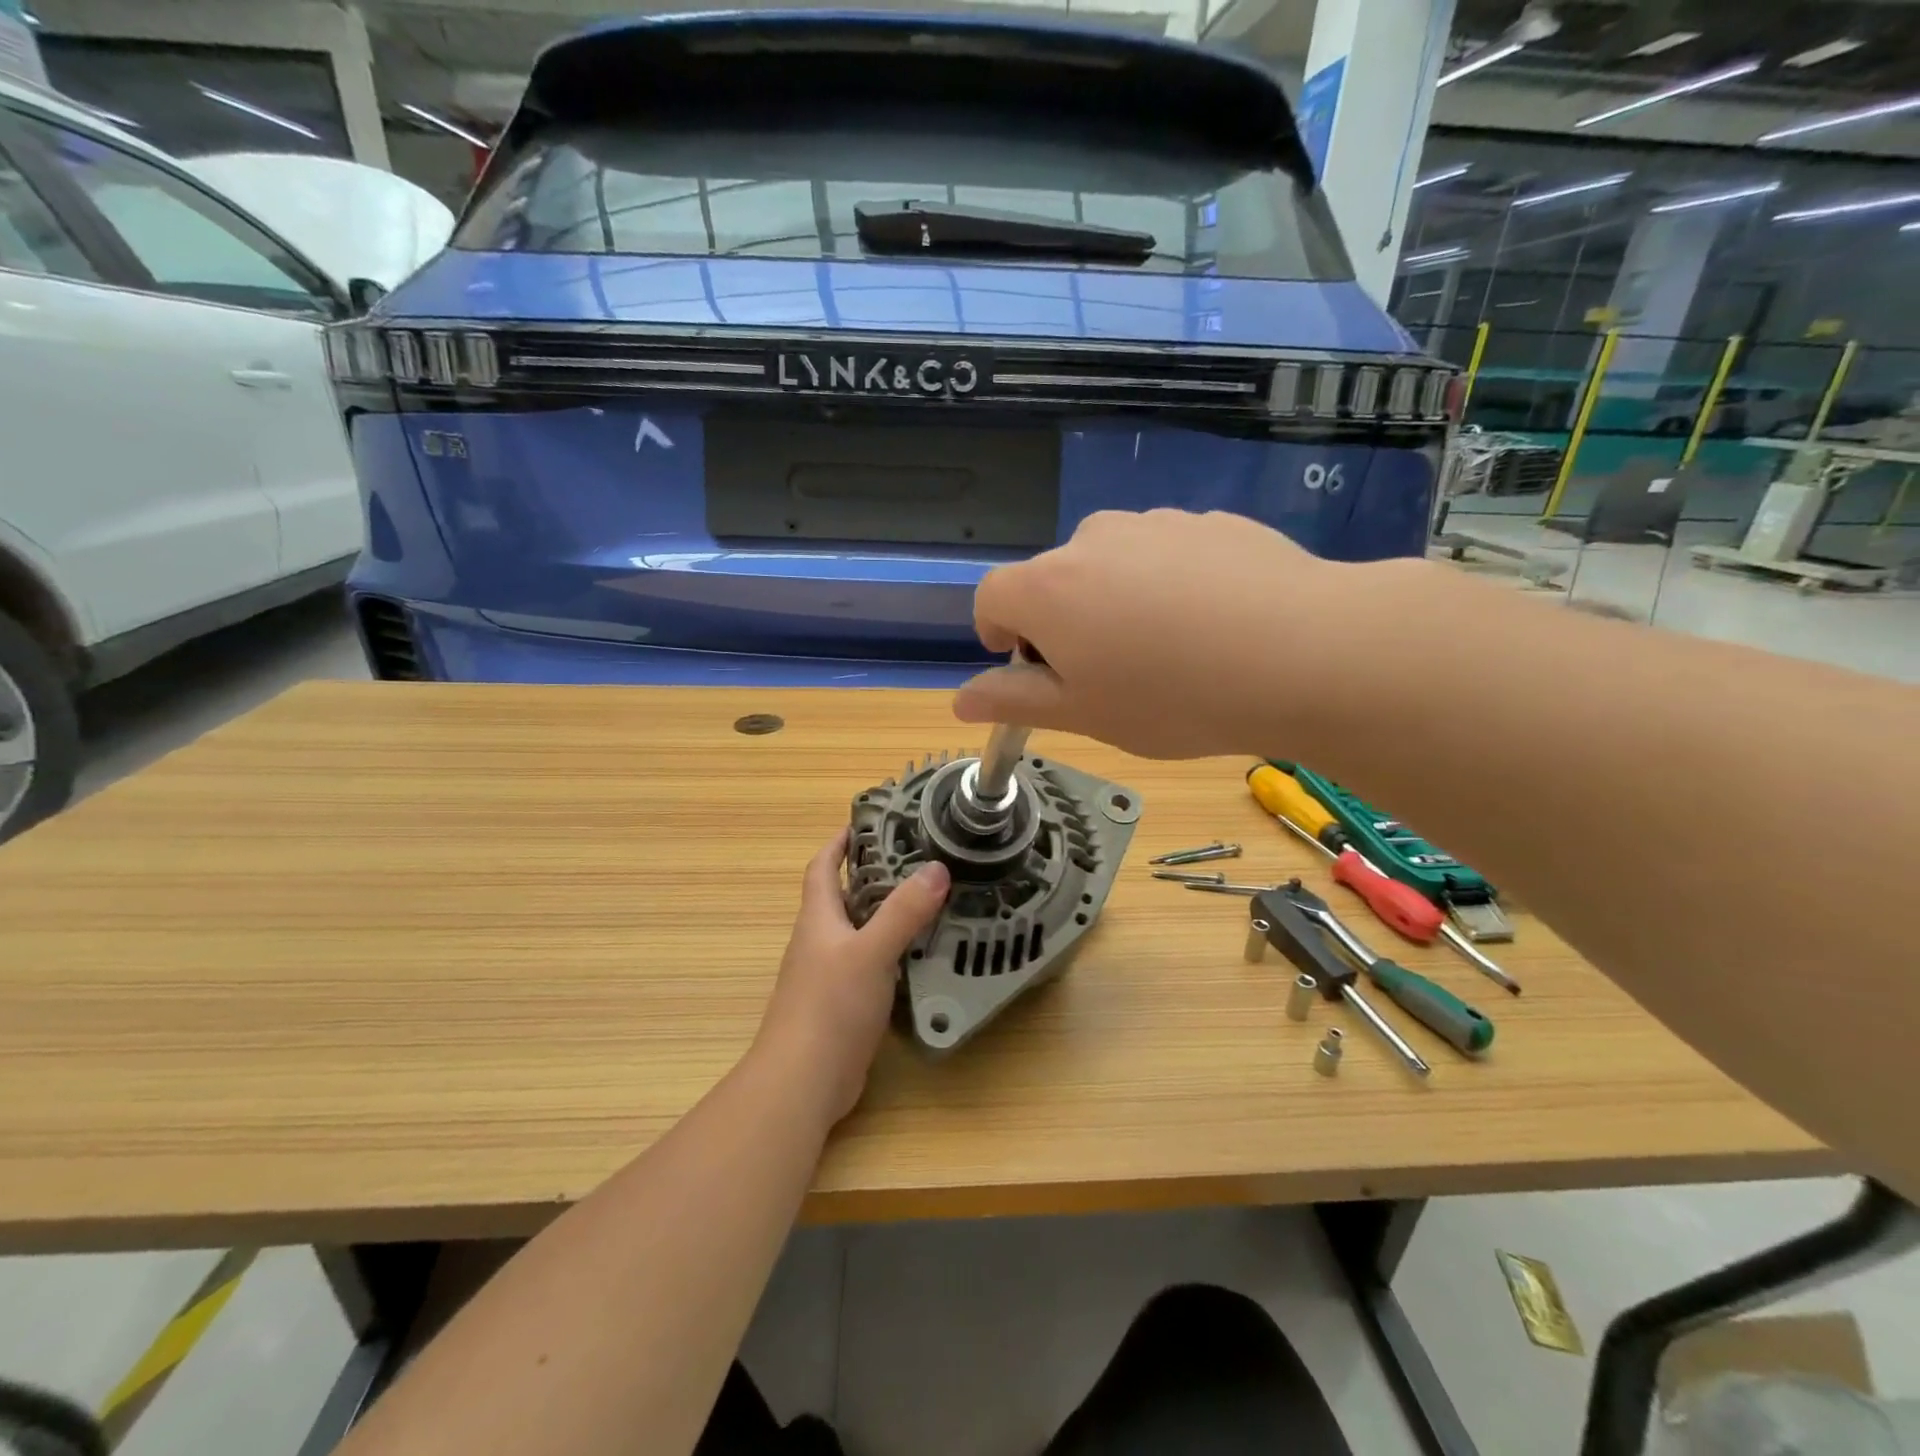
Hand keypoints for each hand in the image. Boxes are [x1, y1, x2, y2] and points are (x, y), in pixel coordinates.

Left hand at [753, 830, 950, 1124]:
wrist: (802, 1082)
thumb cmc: (829, 1007)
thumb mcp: (871, 952)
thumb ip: (903, 912)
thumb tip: (936, 868)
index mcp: (818, 919)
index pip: (823, 867)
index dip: (839, 843)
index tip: (866, 823)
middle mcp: (820, 941)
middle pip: (845, 897)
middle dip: (875, 875)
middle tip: (918, 860)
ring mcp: (830, 975)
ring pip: (861, 932)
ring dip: (888, 915)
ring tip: (930, 901)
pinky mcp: (844, 1004)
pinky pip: (871, 965)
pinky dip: (893, 952)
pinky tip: (922, 955)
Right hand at [954, 509, 1343, 758]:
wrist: (1304, 653)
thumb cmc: (1173, 697)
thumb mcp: (1084, 714)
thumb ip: (1015, 701)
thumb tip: (961, 698)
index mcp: (1048, 587)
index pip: (991, 596)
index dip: (997, 633)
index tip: (1029, 665)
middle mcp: (1093, 539)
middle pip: (1054, 578)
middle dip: (1063, 621)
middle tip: (1108, 672)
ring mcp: (1156, 523)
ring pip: (1112, 563)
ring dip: (1117, 599)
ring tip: (1168, 649)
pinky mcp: (1211, 521)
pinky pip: (1167, 554)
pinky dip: (1170, 583)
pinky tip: (1213, 624)